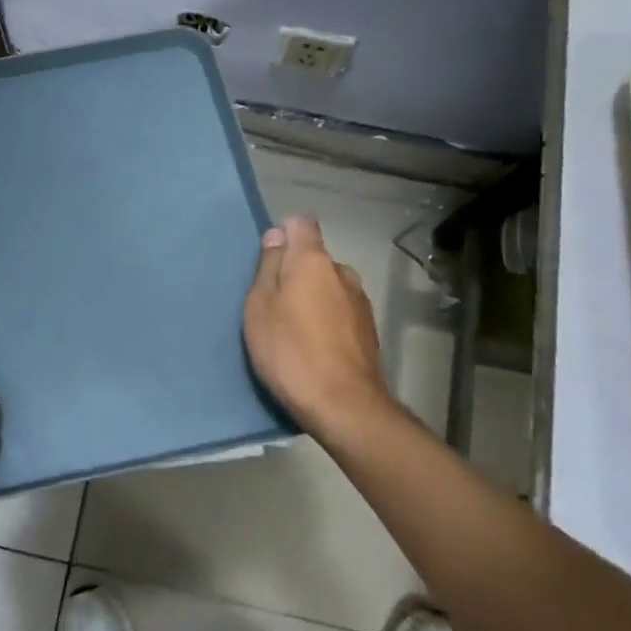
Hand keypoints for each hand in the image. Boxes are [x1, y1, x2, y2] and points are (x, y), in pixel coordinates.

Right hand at [244, 216, 395, 439]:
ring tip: (295, 331)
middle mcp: (343, 272)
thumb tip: (277, 236)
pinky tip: (315, 348)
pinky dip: (328, 321)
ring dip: (313, 298)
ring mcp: (361, 302)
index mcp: (314, 260)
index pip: (301, 224)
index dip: (284, 234)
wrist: (343, 406)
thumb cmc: (290, 351)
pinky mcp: (369, 331)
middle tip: (273, 304)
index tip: (268, 261)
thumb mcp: (260, 307)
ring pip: (329, 286)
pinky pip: (341, 312)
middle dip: (296, 272)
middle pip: (315, 258)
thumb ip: (268, 267)